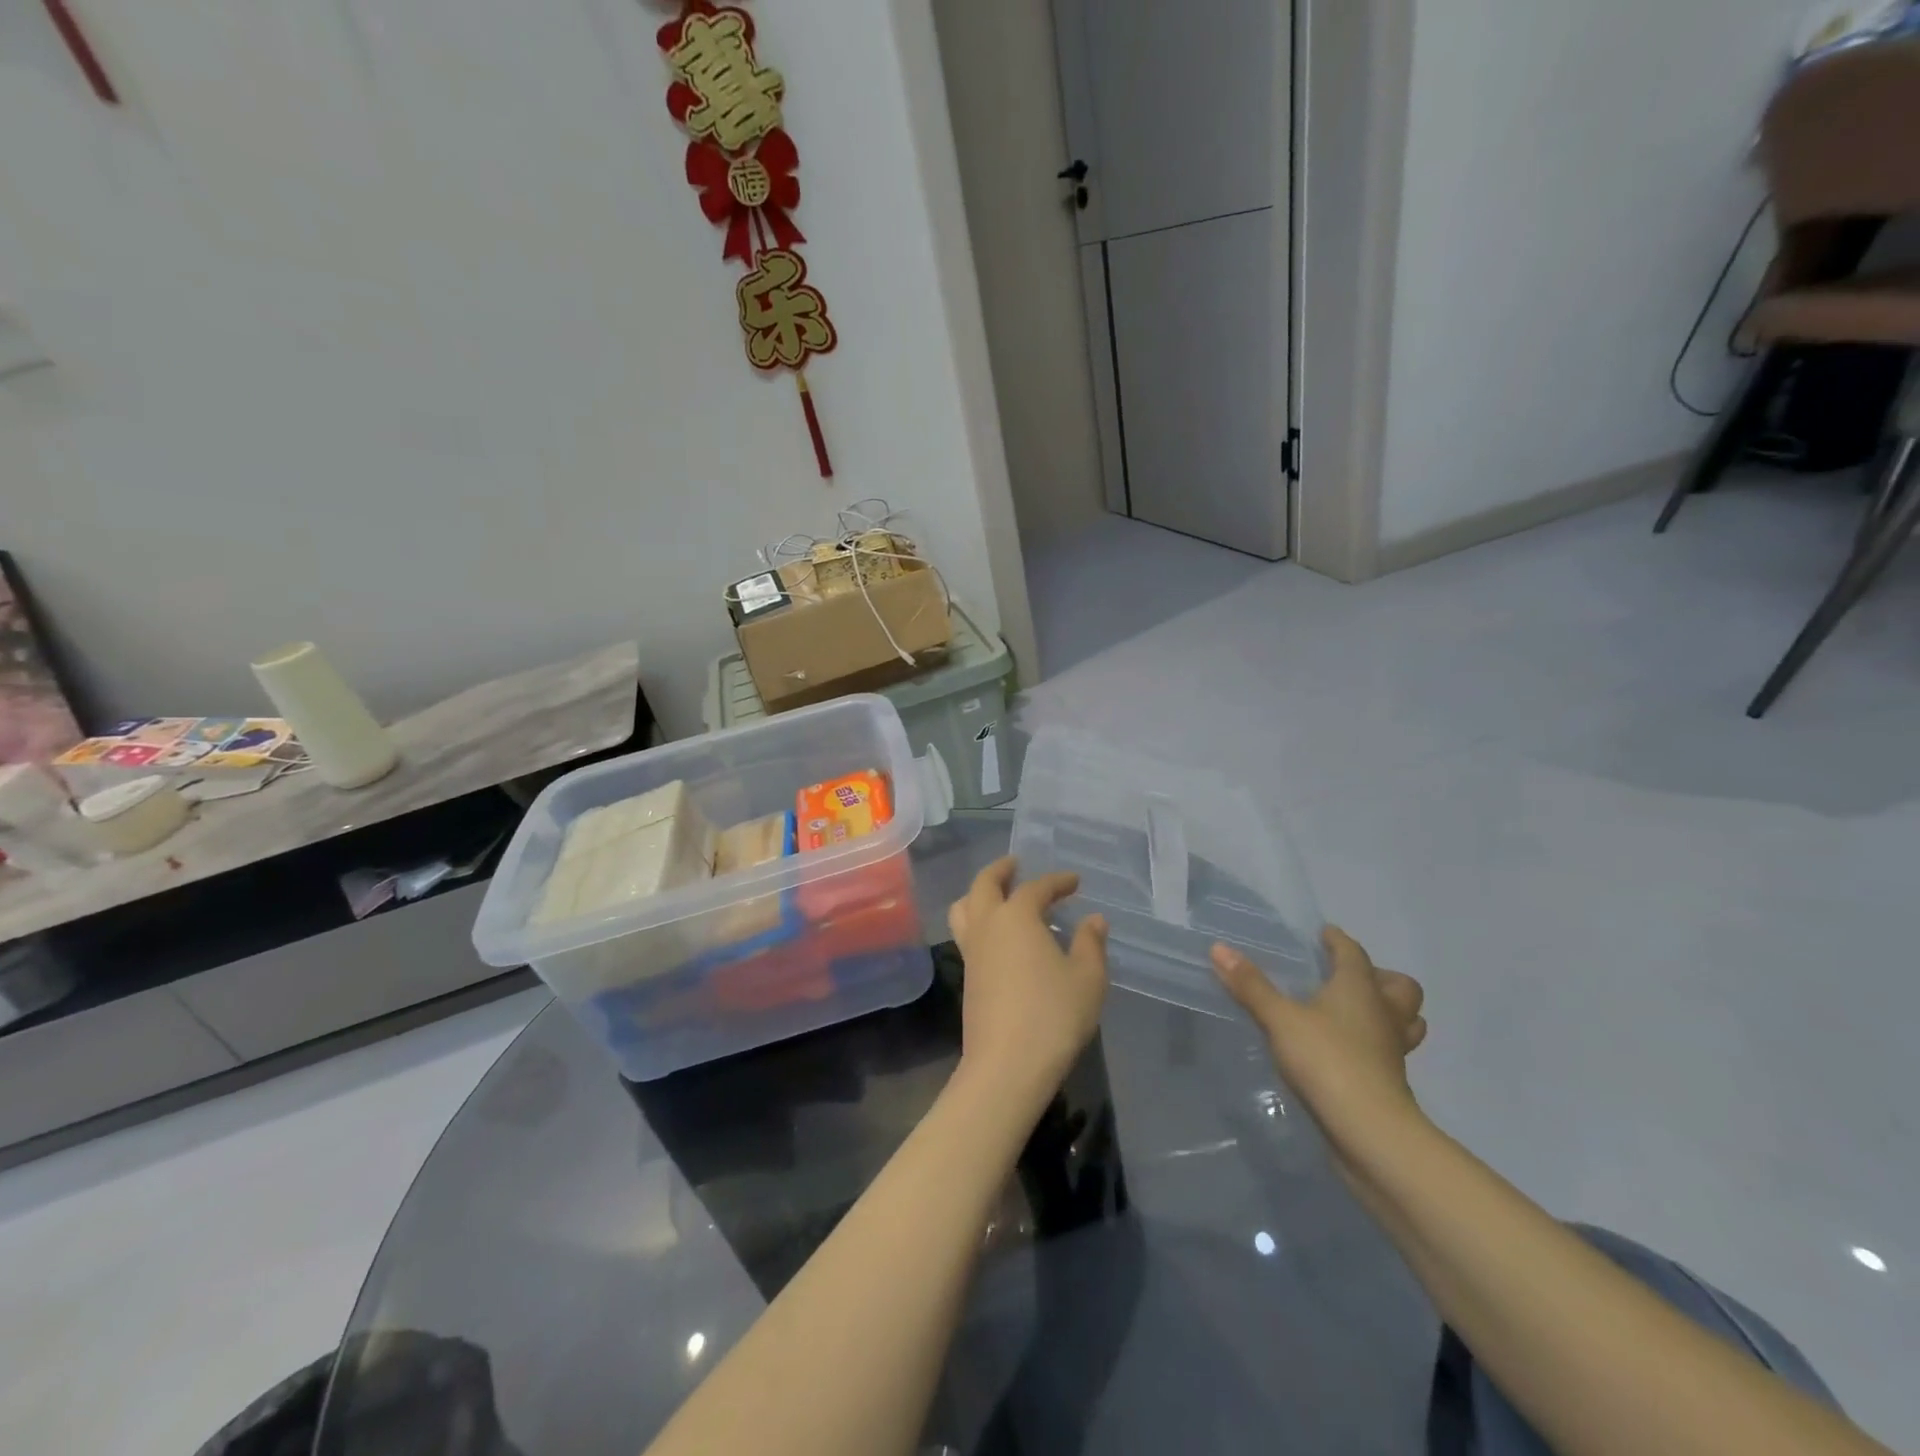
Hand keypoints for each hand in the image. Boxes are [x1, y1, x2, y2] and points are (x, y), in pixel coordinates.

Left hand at [949, 858, 1109, 1102]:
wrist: (1006, 1065)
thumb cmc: (1053, 1015)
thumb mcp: (1087, 979)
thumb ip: (1090, 944)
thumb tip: (1094, 920)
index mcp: (1016, 916)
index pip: (1036, 888)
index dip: (1056, 881)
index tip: (1074, 882)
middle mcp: (987, 925)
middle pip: (984, 884)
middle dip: (1001, 870)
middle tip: (1016, 865)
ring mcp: (971, 952)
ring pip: (965, 908)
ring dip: (979, 893)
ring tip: (998, 895)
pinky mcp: (966, 977)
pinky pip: (967, 934)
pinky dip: (979, 921)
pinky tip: (999, 937)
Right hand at [1211, 927, 1427, 1151]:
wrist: (1369, 1131)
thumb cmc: (1327, 1060)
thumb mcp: (1280, 1019)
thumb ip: (1251, 985)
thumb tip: (1218, 948)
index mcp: (1360, 988)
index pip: (1353, 953)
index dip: (1337, 940)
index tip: (1323, 934)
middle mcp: (1383, 1013)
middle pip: (1400, 987)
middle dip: (1380, 977)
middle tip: (1347, 978)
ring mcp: (1392, 1050)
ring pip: (1405, 1021)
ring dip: (1388, 1012)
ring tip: (1355, 1013)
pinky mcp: (1389, 1081)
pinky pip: (1390, 1050)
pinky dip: (1375, 1044)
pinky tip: (1346, 1049)